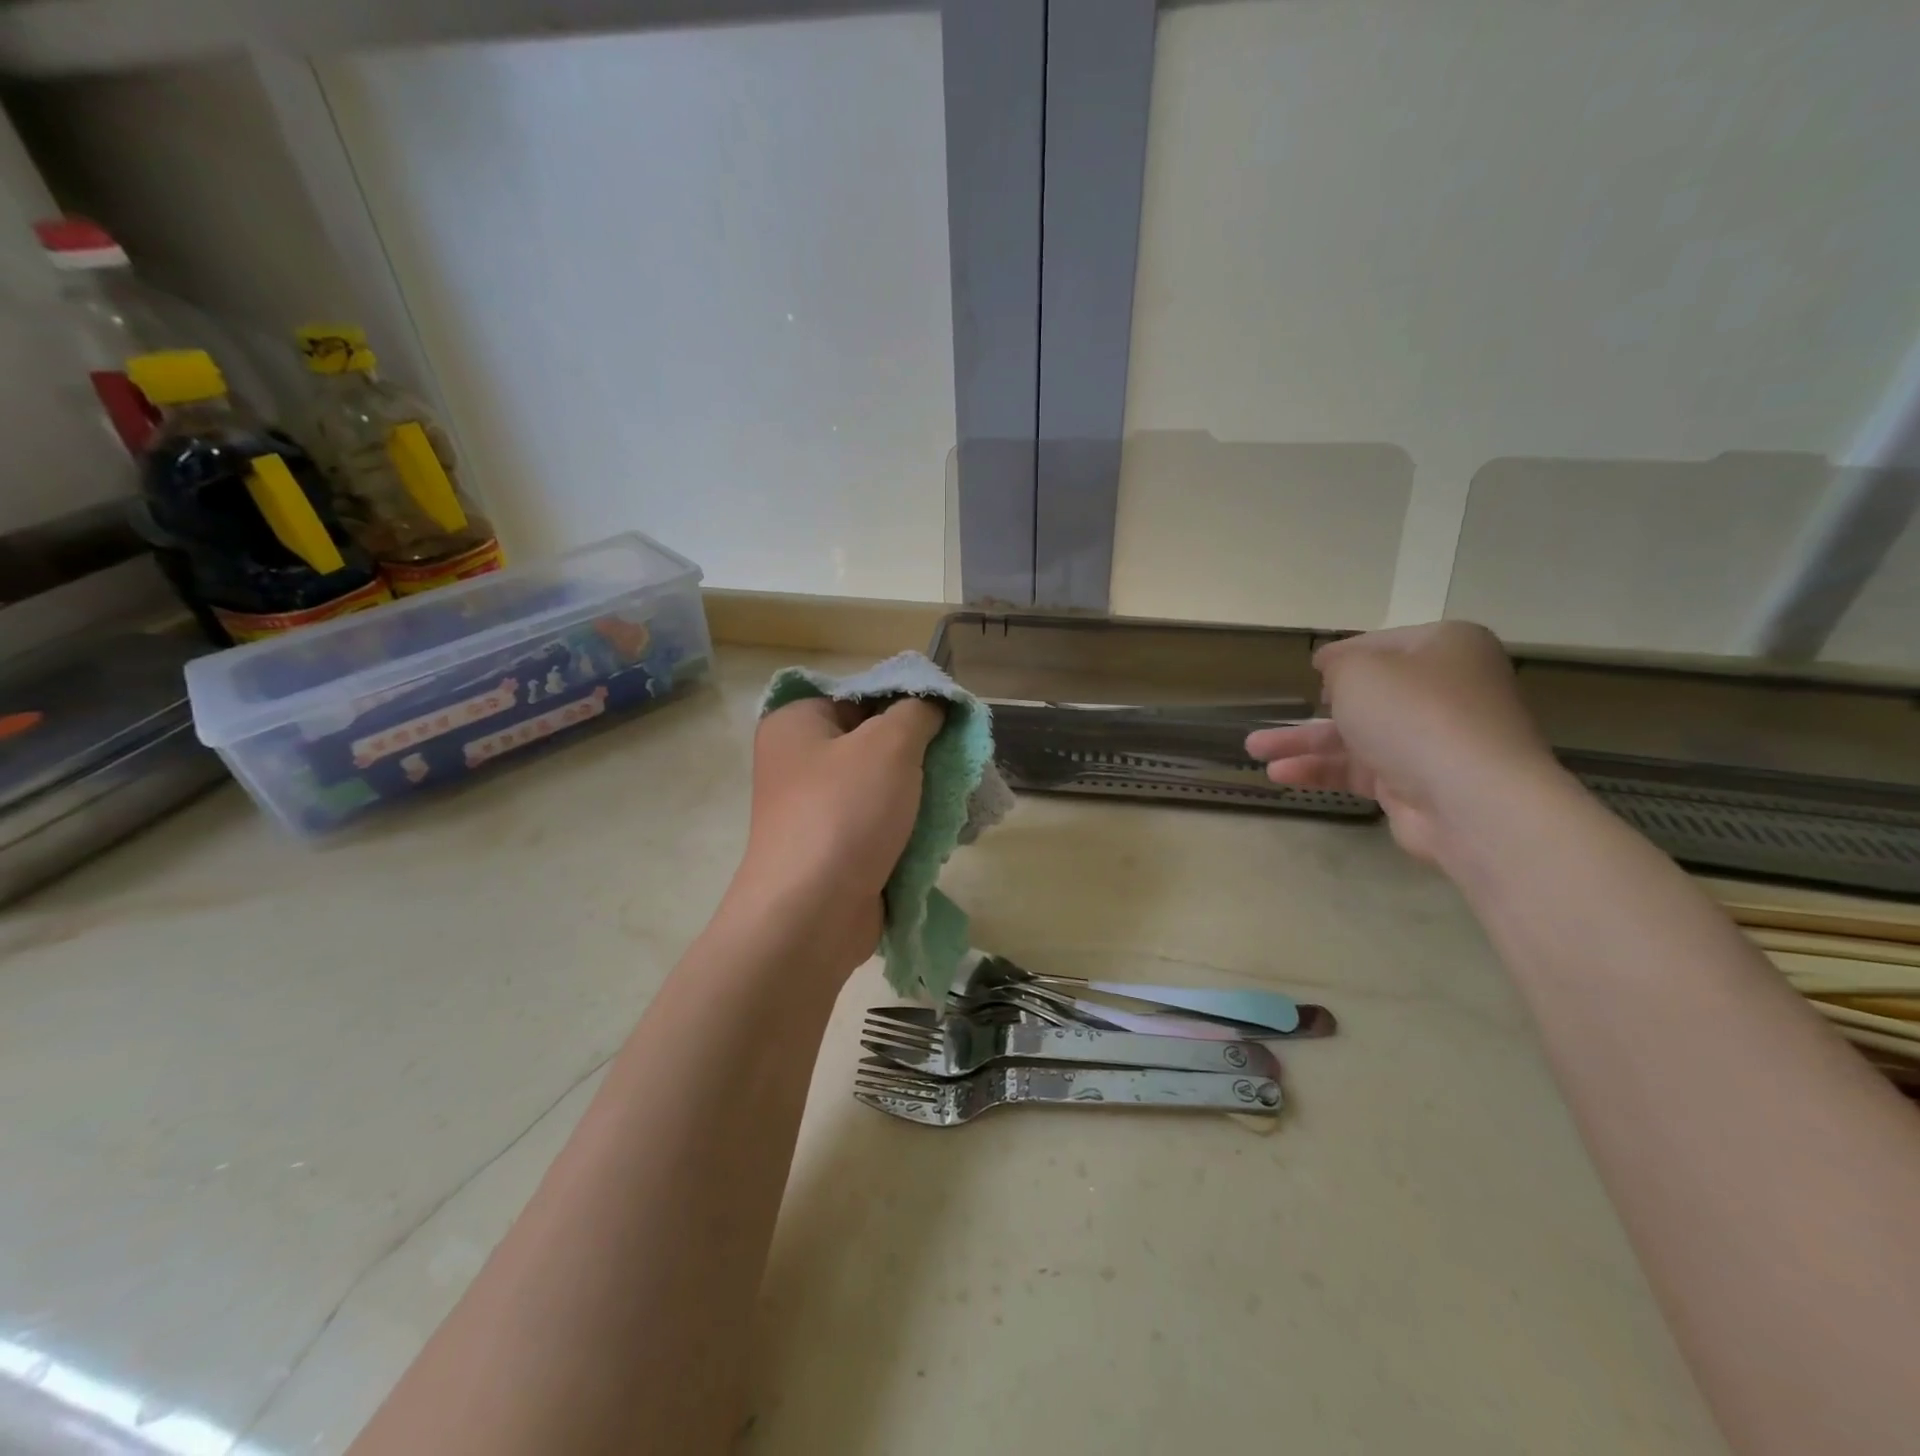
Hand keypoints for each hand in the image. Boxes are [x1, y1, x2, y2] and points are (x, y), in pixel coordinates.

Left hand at [729, 695, 944, 974]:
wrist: (811, 916)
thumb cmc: (844, 813)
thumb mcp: (889, 745)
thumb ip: (918, 712)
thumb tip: (933, 703)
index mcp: (798, 723)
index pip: (863, 693)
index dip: (910, 698)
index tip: (952, 715)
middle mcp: (801, 761)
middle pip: (875, 739)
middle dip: (922, 750)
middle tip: (961, 756)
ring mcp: (817, 808)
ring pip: (884, 784)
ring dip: (922, 791)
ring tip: (959, 793)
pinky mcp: (837, 847)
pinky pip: (882, 822)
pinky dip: (911, 825)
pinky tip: (945, 828)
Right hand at [1245, 622, 1560, 865]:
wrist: (1470, 798)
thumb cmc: (1413, 713)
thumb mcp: (1359, 671)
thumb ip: (1337, 665)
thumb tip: (1335, 670)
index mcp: (1445, 648)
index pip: (1383, 644)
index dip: (1342, 655)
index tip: (1311, 669)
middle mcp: (1445, 690)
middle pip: (1368, 695)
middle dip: (1314, 707)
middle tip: (1275, 714)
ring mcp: (1433, 740)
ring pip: (1356, 735)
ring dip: (1304, 742)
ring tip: (1253, 750)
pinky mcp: (1417, 783)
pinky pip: (1360, 769)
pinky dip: (1321, 770)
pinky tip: (1280, 775)